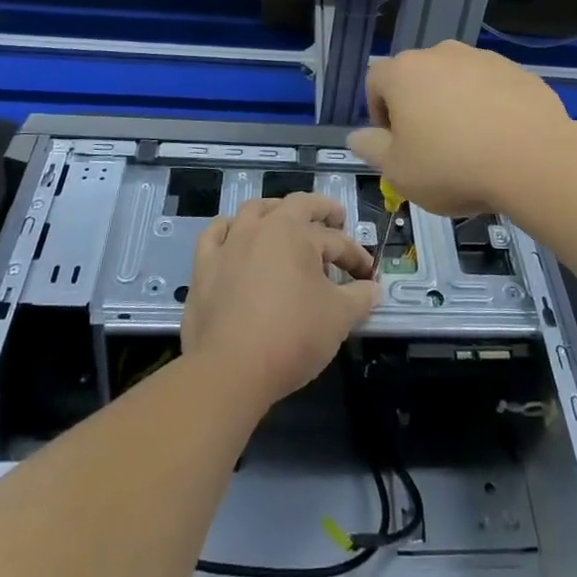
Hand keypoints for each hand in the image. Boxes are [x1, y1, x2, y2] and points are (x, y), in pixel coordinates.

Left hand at [181, 193, 378, 412]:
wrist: (230, 370)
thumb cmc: (292, 336)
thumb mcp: (339, 317)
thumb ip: (360, 297)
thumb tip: (373, 289)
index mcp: (296, 232)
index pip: (336, 240)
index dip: (356, 257)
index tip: (368, 277)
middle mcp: (261, 227)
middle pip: (295, 205)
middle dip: (321, 210)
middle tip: (336, 219)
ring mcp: (229, 244)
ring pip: (254, 211)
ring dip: (275, 212)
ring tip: (286, 222)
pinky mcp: (204, 266)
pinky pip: (215, 235)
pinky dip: (229, 230)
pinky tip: (235, 237)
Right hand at [348, 41, 573, 217]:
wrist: (533, 159)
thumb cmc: (452, 165)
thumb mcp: (398, 171)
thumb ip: (371, 149)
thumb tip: (356, 135)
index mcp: (404, 72)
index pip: (375, 81)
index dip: (378, 112)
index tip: (395, 144)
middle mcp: (441, 54)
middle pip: (417, 77)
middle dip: (417, 107)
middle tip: (430, 148)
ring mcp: (482, 58)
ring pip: (455, 80)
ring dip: (453, 105)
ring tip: (469, 145)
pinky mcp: (517, 71)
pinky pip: (490, 87)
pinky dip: (488, 106)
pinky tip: (499, 140)